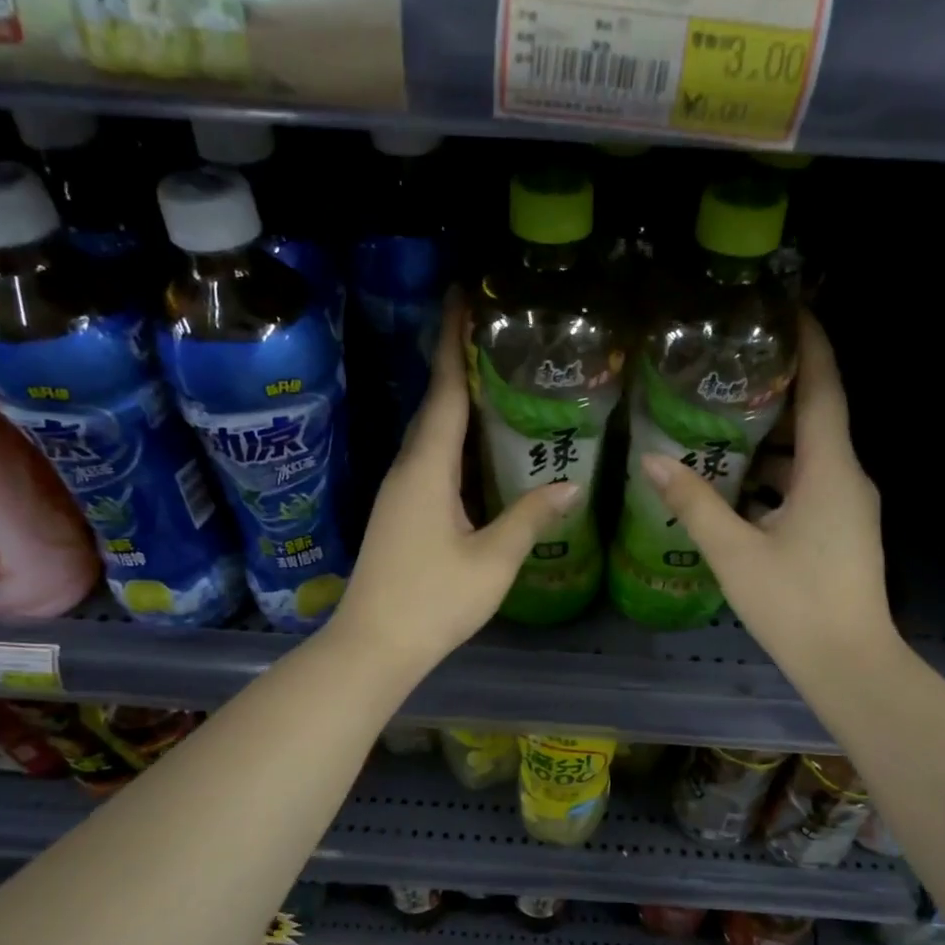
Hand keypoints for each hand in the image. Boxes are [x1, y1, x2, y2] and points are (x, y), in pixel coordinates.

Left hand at [333, 291, 582, 678]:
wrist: (374, 646)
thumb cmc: (433, 601)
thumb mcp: (492, 561)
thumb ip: (530, 518)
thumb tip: (571, 486)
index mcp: (428, 470)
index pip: (446, 393)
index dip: (457, 345)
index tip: (463, 298)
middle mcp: (408, 470)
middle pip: (435, 406)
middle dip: (458, 364)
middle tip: (492, 334)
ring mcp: (400, 493)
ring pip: (431, 435)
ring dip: (456, 403)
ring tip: (492, 380)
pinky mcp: (400, 513)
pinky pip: (430, 460)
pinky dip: (453, 440)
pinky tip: (477, 448)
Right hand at [637, 311, 904, 684]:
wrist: (850, 664)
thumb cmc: (795, 603)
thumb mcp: (735, 552)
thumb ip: (694, 502)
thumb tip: (651, 460)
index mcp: (829, 470)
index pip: (824, 390)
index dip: (811, 345)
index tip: (788, 309)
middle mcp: (847, 478)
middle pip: (814, 419)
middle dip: (777, 390)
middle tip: (728, 369)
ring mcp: (849, 507)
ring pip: (808, 457)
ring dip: (769, 440)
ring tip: (718, 424)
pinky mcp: (842, 531)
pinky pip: (808, 486)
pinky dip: (775, 476)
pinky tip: (734, 486)